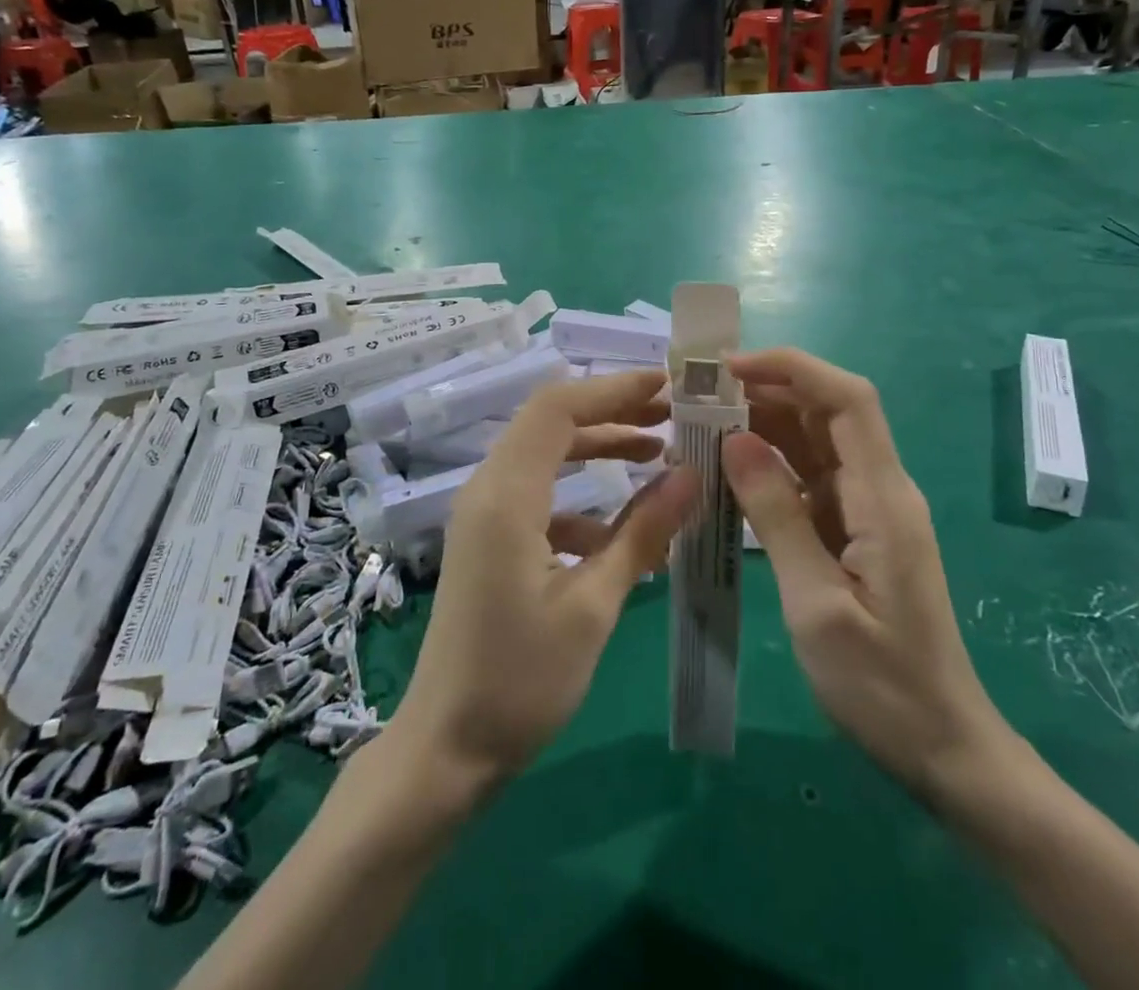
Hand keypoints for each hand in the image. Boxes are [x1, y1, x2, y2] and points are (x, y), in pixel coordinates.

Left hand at [388, 371, 697, 794]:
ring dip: (599, 449)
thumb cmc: (520, 681)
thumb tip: (693, 476)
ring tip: (659, 456)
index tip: (669, 387)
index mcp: (507, 494)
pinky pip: (539, 495)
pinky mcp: (489, 540)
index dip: (614, 388)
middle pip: (552, 423)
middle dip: (613, 412)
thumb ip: (643, 534)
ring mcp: (484, 514)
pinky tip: (617, 533)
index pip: (559, 407)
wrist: (445, 750)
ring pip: (546, 456)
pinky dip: (581, 497)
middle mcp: (489, 489)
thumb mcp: (593, 606)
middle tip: (674, 416)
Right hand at [723, 348, 1008, 794]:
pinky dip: (767, 465)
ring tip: (700, 423)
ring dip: (761, 424)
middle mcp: (879, 488)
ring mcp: (866, 508)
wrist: (942, 747)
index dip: (792, 368)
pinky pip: (807, 478)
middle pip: (826, 411)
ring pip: (813, 441)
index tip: (729, 369)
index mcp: (883, 497)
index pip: (847, 399)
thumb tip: (734, 440)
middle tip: (698, 394)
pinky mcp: (852, 529)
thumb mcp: (817, 604)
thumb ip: (777, 516)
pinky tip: (725, 470)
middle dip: (765, 389)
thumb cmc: (882, 684)